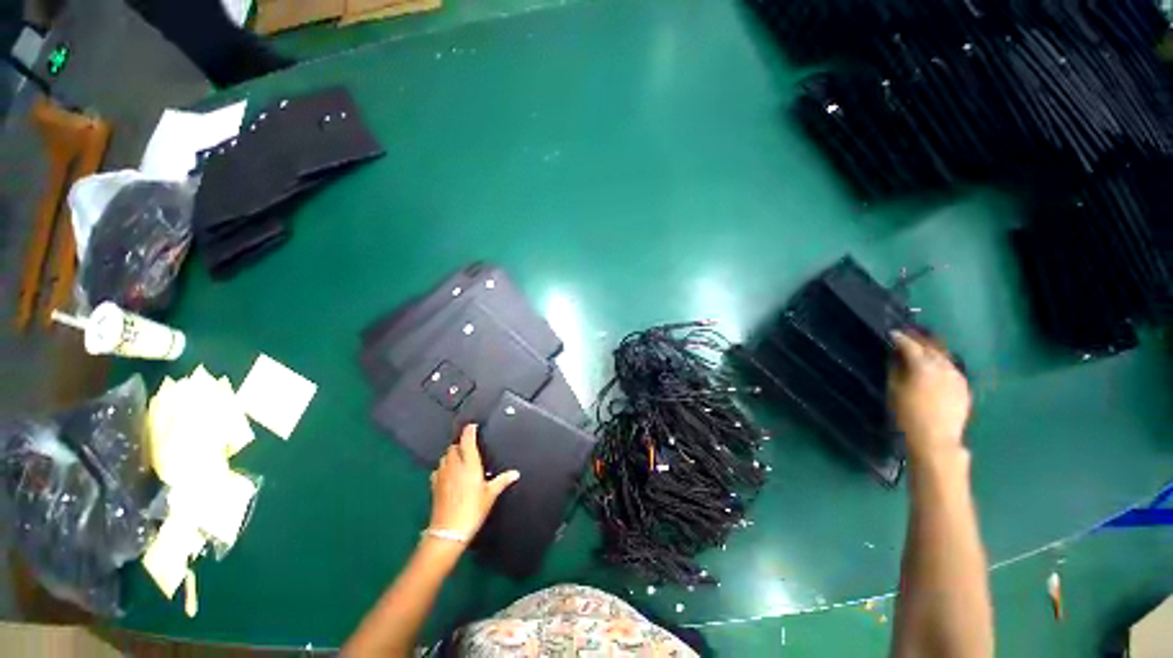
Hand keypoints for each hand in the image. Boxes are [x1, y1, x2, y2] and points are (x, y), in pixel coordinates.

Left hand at [428, 425, 519, 538]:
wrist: (448, 531)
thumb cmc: (472, 510)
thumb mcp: (490, 495)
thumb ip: (502, 481)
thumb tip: (515, 473)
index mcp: (469, 464)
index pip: (467, 440)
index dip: (469, 431)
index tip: (472, 426)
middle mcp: (454, 465)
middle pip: (453, 446)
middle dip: (460, 443)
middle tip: (468, 445)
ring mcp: (442, 474)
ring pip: (444, 456)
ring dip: (451, 454)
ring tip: (460, 458)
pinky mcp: (434, 485)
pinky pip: (438, 469)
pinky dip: (444, 467)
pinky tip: (449, 474)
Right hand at [888, 331, 970, 461]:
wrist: (936, 439)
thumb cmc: (908, 415)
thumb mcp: (894, 390)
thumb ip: (896, 369)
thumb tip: (896, 357)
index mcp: (923, 366)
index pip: (910, 345)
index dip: (899, 338)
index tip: (891, 333)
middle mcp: (943, 367)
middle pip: (931, 346)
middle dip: (918, 339)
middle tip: (907, 336)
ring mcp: (957, 376)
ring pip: (944, 356)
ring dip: (932, 350)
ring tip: (922, 348)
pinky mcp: (964, 386)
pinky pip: (952, 368)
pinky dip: (942, 363)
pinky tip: (936, 367)